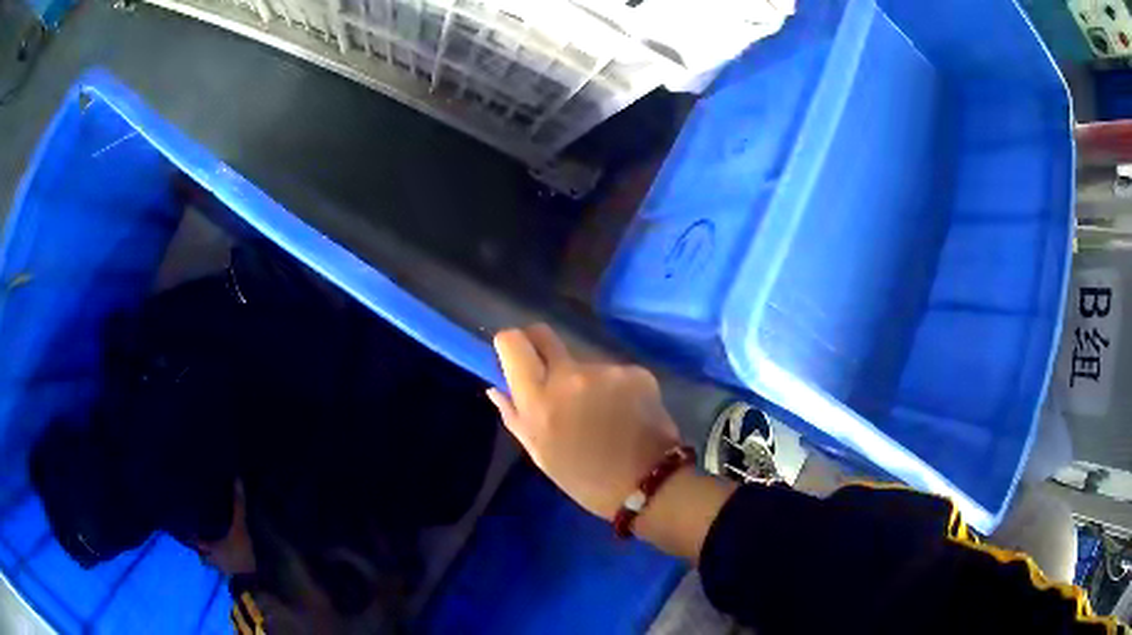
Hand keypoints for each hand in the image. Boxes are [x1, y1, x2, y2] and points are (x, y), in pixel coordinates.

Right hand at [487, 324, 682, 520]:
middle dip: (540, 347)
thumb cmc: (584, 478)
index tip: (513, 358)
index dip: (509, 344)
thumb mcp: (540, 453)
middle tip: (550, 374)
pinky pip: (613, 371)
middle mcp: (571, 374)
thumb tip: (496, 387)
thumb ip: (515, 415)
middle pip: (544, 334)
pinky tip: (624, 412)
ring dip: (583, 377)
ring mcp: (606, 370)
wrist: (647, 483)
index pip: (512, 342)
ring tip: (598, 410)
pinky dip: (614, 387)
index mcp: (540, 399)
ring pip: (583, 359)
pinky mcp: (636, 371)